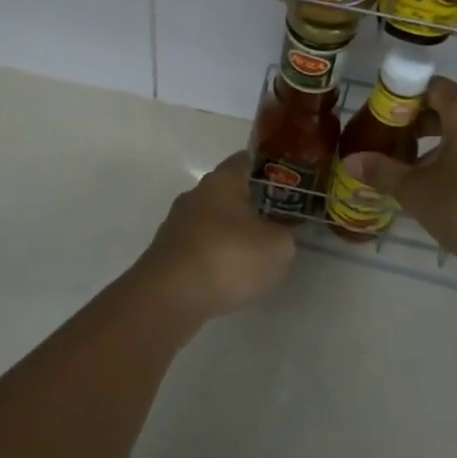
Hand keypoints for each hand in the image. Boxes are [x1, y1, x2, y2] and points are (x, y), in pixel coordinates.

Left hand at [132, 152, 296, 322]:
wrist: (170, 297)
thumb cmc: (228, 257)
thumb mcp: (277, 247)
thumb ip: (285, 235)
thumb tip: (279, 234)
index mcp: (221, 181)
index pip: (246, 160)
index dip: (269, 169)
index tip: (289, 183)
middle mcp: (195, 195)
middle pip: (228, 192)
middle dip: (251, 205)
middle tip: (278, 222)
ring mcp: (177, 225)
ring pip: (213, 222)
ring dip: (232, 235)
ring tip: (255, 256)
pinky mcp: (167, 254)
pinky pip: (200, 248)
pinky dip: (215, 258)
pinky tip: (229, 278)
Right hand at [341, 77, 456, 284]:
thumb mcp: (417, 193)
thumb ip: (383, 171)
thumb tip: (351, 160)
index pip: (430, 86)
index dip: (403, 99)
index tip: (383, 120)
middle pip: (450, 107)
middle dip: (419, 124)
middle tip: (393, 146)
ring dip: (442, 143)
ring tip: (415, 169)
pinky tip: (447, 185)